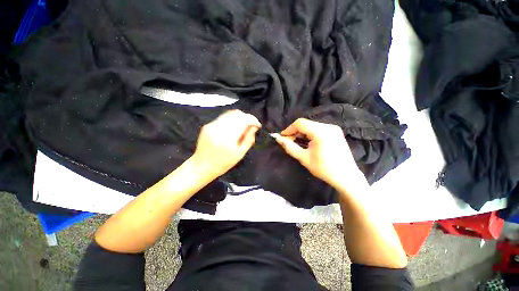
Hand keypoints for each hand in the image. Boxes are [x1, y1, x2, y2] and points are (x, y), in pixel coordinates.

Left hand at [191, 110, 260, 178]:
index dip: (253, 120)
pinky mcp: (207, 125)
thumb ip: (249, 139)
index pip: (244, 120)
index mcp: (228, 137)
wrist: (202, 166)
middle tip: (251, 126)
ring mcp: (212, 125)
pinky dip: (231, 119)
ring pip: (230, 113)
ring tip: (243, 126)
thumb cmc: (223, 163)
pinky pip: (223, 117)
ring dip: (239, 117)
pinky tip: (233, 127)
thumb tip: (254, 127)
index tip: (258, 125)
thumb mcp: (240, 154)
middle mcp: (219, 128)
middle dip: (247, 118)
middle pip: (237, 114)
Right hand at [273, 118, 366, 190]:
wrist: (346, 177)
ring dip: (302, 133)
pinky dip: (310, 134)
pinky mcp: (336, 132)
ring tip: (297, 143)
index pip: (300, 123)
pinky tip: (308, 142)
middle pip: (306, 124)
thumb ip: (289, 146)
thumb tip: (278, 138)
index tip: (282, 138)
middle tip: (289, 142)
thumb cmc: (324, 169)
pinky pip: (318, 129)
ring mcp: (334, 129)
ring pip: (312, 126)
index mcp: (321, 132)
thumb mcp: (304, 158)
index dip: (289, 129)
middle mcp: (328, 126)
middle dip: (295, 132)